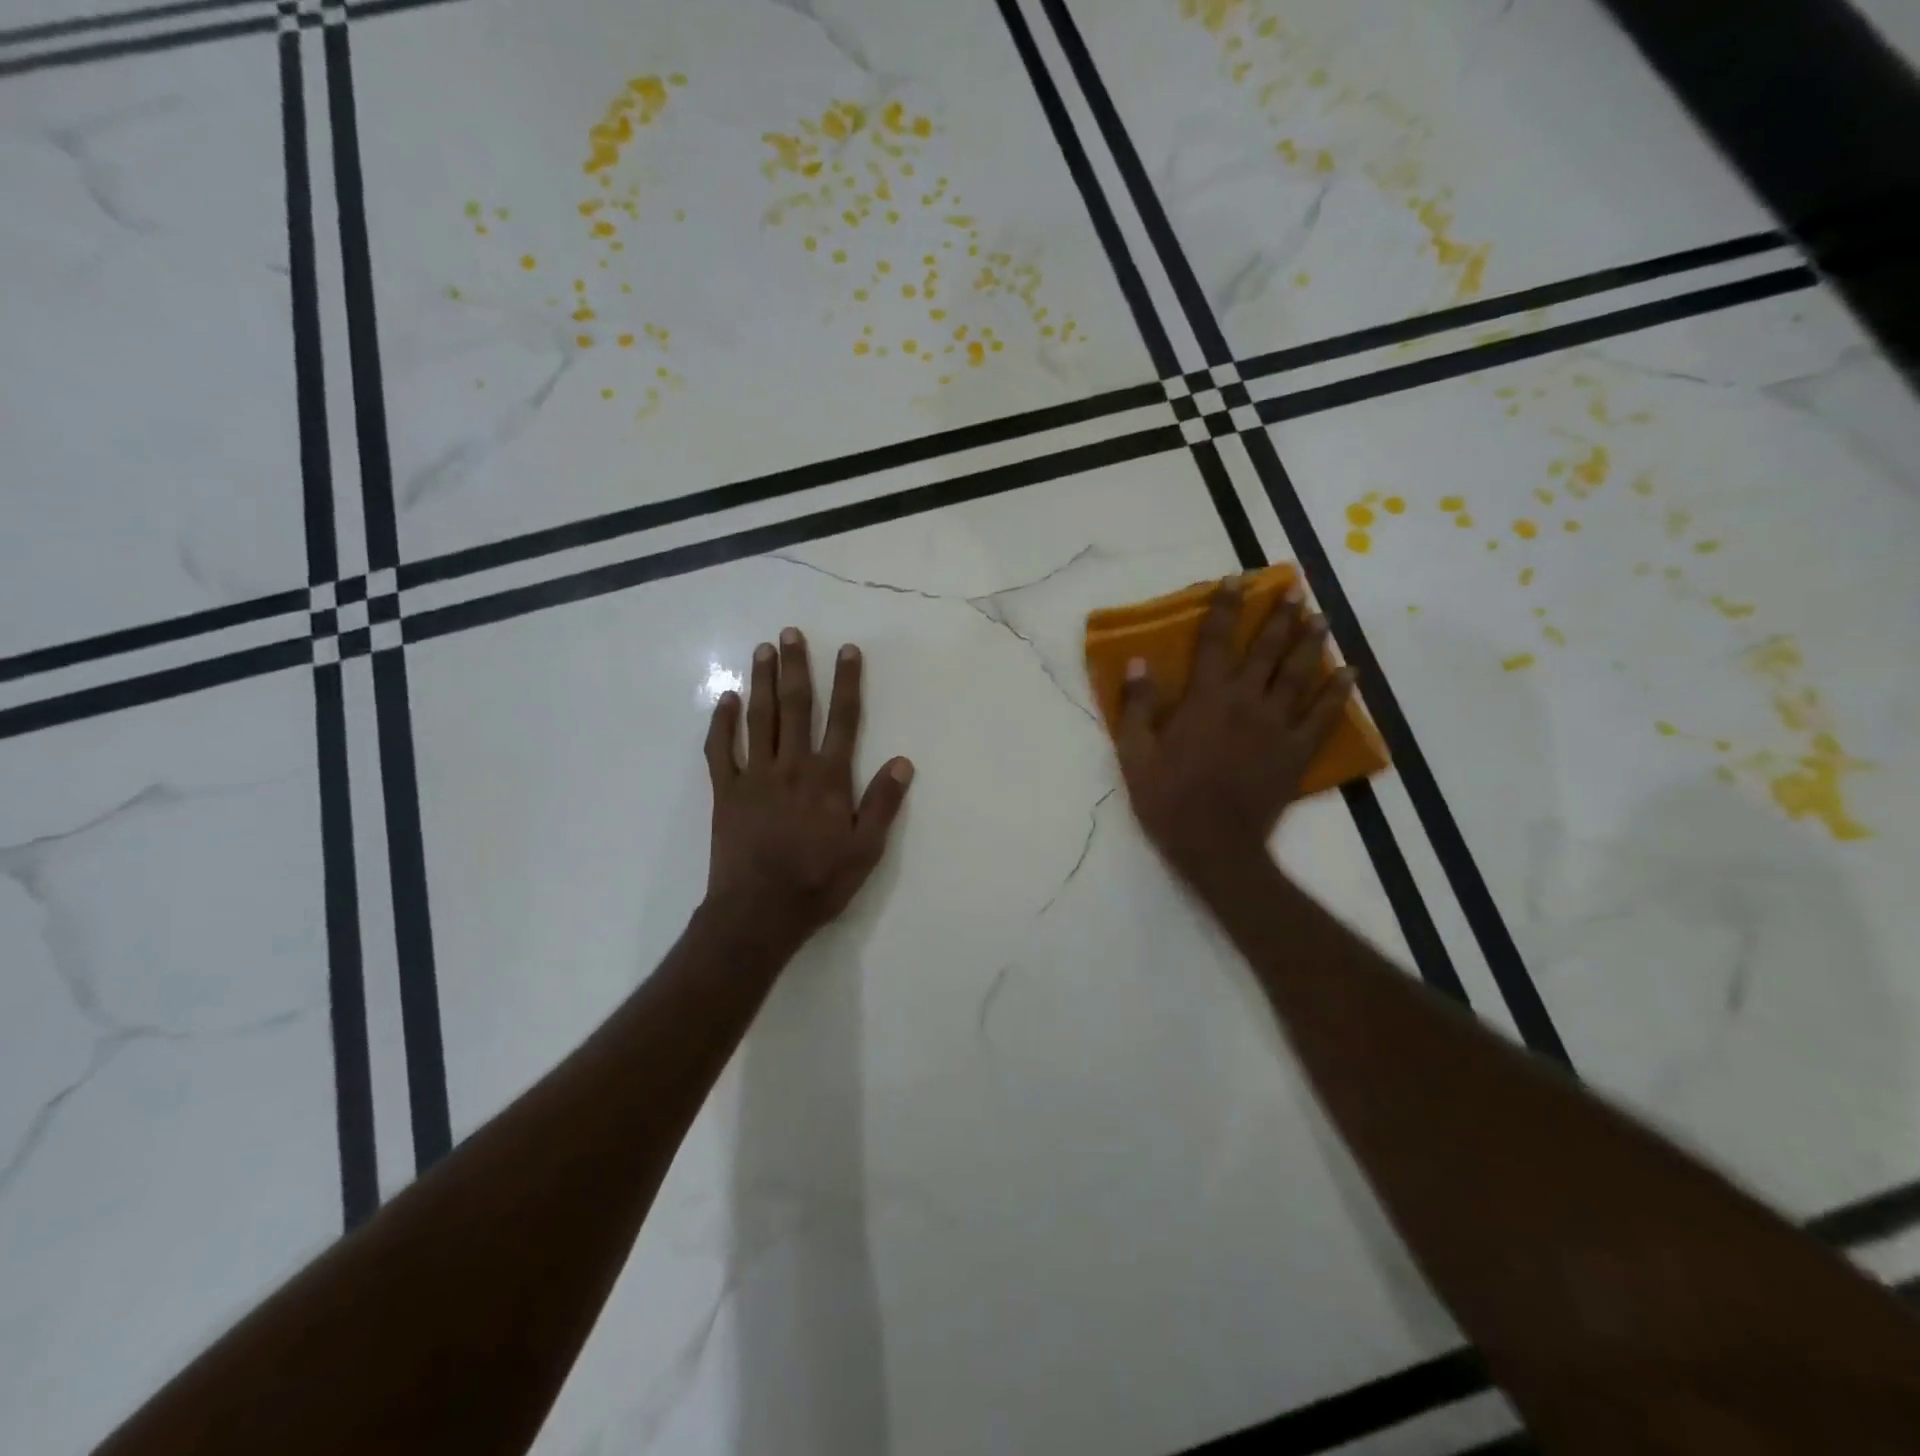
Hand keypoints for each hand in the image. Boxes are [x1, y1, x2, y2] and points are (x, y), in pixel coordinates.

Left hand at [703, 628, 913, 949]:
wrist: (759, 913)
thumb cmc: (818, 882)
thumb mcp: (866, 850)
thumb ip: (883, 803)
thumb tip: (903, 761)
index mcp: (828, 779)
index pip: (843, 720)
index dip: (847, 683)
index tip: (847, 650)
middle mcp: (792, 767)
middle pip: (796, 708)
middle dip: (796, 668)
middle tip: (791, 633)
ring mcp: (755, 777)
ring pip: (759, 719)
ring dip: (762, 682)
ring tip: (763, 650)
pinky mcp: (727, 792)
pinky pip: (721, 750)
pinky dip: (723, 723)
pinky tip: (727, 699)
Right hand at [1117, 577, 1353, 890]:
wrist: (1215, 845)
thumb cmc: (1168, 799)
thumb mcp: (1135, 753)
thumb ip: (1138, 705)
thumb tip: (1138, 662)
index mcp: (1206, 698)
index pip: (1216, 641)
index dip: (1226, 607)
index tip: (1236, 580)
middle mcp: (1246, 701)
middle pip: (1267, 649)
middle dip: (1280, 616)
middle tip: (1295, 589)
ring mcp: (1277, 725)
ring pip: (1299, 673)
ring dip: (1310, 642)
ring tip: (1320, 617)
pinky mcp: (1297, 751)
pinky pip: (1324, 715)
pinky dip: (1339, 691)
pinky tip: (1349, 672)